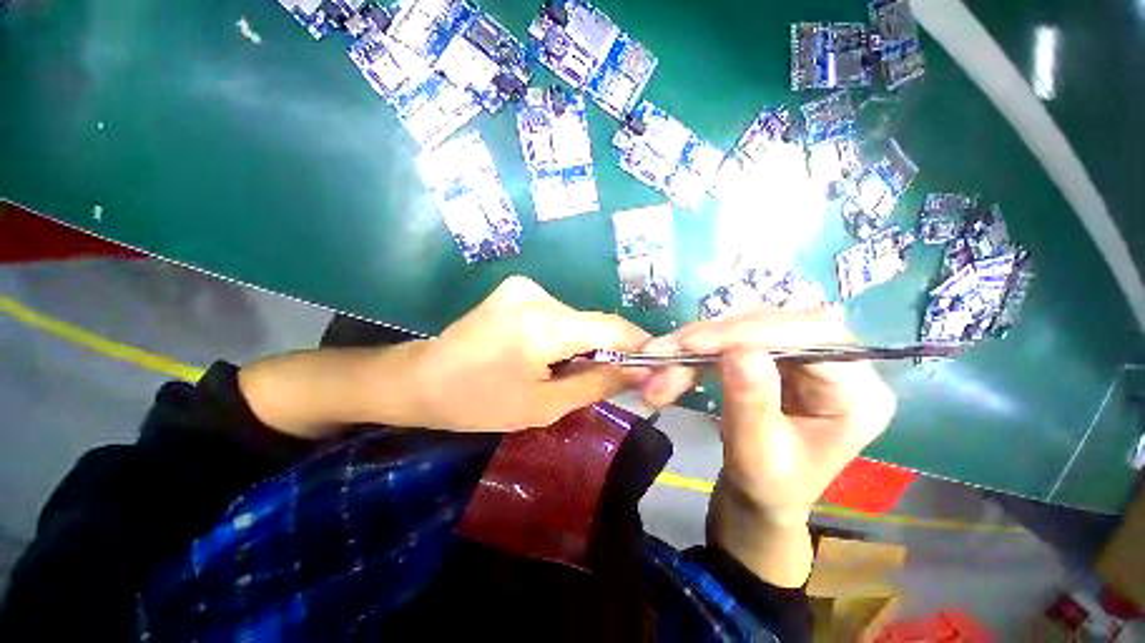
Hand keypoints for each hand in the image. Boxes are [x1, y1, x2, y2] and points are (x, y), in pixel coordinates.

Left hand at [408, 275, 649, 431]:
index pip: (610, 327)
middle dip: (604, 351)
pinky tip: (540, 353)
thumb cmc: (479, 401)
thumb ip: (597, 384)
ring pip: (575, 318)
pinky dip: (562, 334)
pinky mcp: (516, 288)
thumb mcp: (544, 405)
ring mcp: (524, 287)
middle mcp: (537, 294)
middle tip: (600, 379)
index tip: (652, 365)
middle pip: (592, 323)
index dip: (638, 345)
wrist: (422, 379)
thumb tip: (639, 373)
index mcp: (543, 325)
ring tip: (559, 369)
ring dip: (580, 343)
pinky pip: (556, 313)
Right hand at [639, 306, 896, 584]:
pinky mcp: (773, 353)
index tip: (692, 343)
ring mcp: (802, 353)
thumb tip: (738, 350)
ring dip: (695, 343)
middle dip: (710, 337)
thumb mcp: (757, 457)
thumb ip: (751, 404)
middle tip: (662, 355)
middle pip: (771, 323)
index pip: (812, 335)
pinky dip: (696, 348)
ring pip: (743, 324)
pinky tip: (672, 363)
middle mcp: (837, 362)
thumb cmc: (767, 487)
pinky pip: (730, 336)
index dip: (749, 331)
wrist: (761, 494)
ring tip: (659, 366)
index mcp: (858, 394)